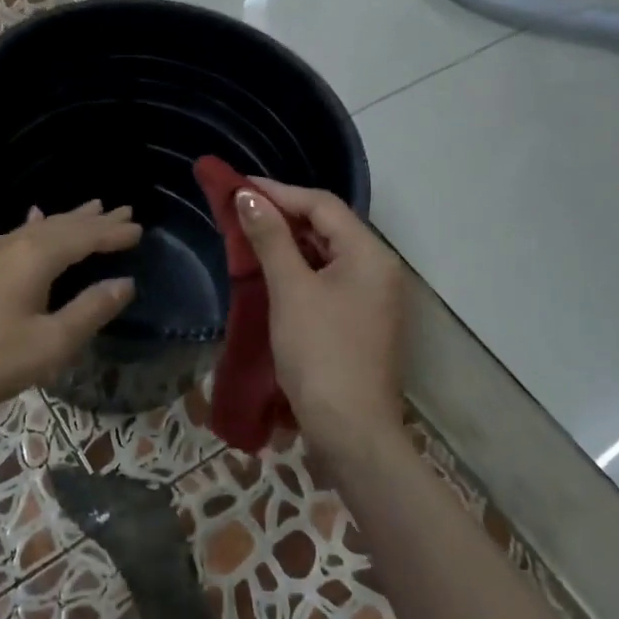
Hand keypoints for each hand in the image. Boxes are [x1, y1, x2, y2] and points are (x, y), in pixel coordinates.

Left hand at [0, 201, 140, 427]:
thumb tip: (125, 283)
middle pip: (62, 224)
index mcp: (35, 257)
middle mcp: (12, 244)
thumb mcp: (50, 344)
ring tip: (91, 208)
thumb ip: (90, 311)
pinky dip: (37, 227)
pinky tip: (33, 222)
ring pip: (38, 228)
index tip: (140, 228)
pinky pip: (16, 235)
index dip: (113, 233)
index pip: (84, 237)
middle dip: (94, 219)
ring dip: (68, 220)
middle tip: (124, 210)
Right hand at [234, 181, 408, 463]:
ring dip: (289, 241)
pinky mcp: (361, 321)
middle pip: (329, 225)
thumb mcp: (290, 290)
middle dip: (283, 214)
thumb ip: (270, 238)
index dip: (278, 191)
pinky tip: (272, 272)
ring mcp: (373, 298)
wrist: (350, 432)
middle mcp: (379, 269)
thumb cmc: (320, 353)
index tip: (238, 187)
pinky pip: (329, 279)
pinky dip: (300, 269)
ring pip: (328, 253)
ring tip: (249, 235)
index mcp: (370, 255)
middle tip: (240, 209)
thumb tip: (248, 196)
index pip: (322, 204)